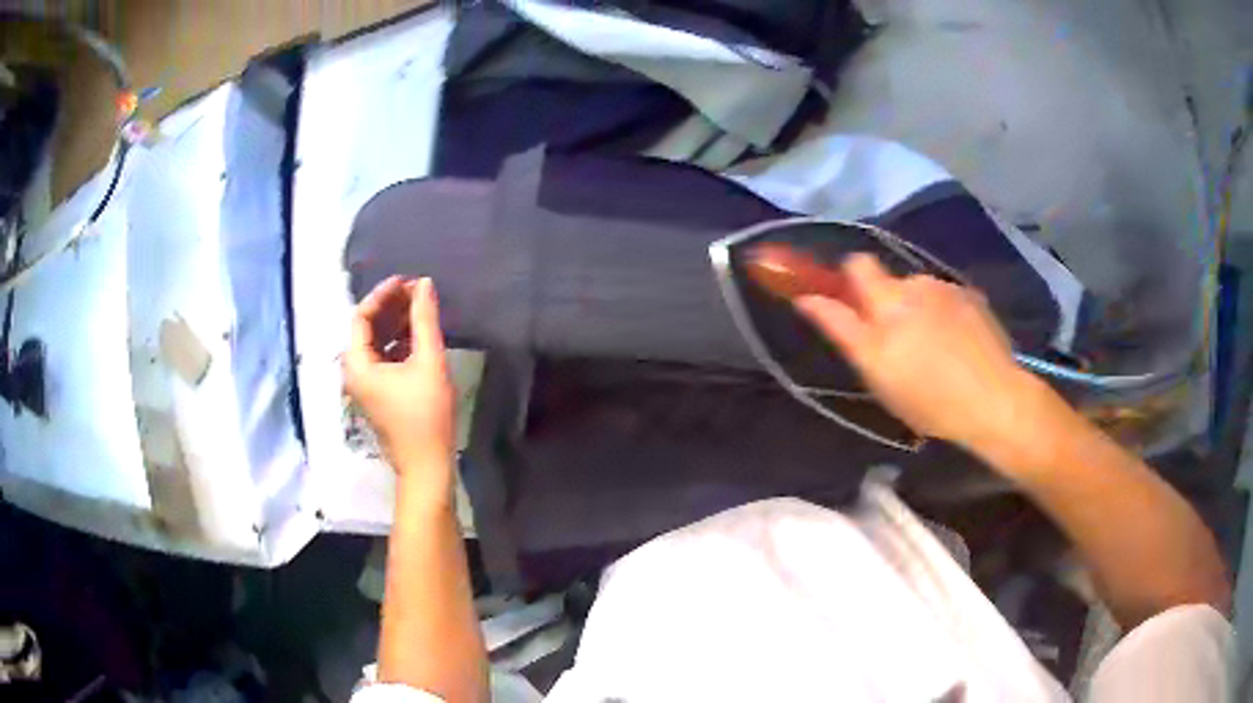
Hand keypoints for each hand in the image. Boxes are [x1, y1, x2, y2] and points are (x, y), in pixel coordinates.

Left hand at [344, 276, 454, 490]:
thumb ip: (425, 320)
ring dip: (396, 324)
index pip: (362, 316)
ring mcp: (366, 386)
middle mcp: (355, 373)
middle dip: (391, 307)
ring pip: (376, 344)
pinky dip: (398, 343)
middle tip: (418, 291)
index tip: (408, 280)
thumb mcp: (428, 362)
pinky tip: (419, 336)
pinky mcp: (379, 395)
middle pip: (367, 329)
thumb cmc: (426, 415)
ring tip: (421, 309)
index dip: (383, 294)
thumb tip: (424, 284)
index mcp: (358, 364)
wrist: (427, 466)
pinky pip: (383, 359)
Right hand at [794, 253, 1042, 452]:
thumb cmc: (929, 397)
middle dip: (886, 306)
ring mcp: (950, 290)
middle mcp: (918, 284)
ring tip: (932, 352)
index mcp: (890, 300)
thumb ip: (842, 327)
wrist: (996, 401)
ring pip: (920, 293)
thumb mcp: (877, 372)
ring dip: (917, 312)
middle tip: (897, 348)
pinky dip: (943, 317)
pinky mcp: (974, 299)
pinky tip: (956, 349)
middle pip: (890, 283)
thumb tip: (807, 297)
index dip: (848, 279)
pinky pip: (946, 300)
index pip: (857, 265)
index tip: (851, 306)